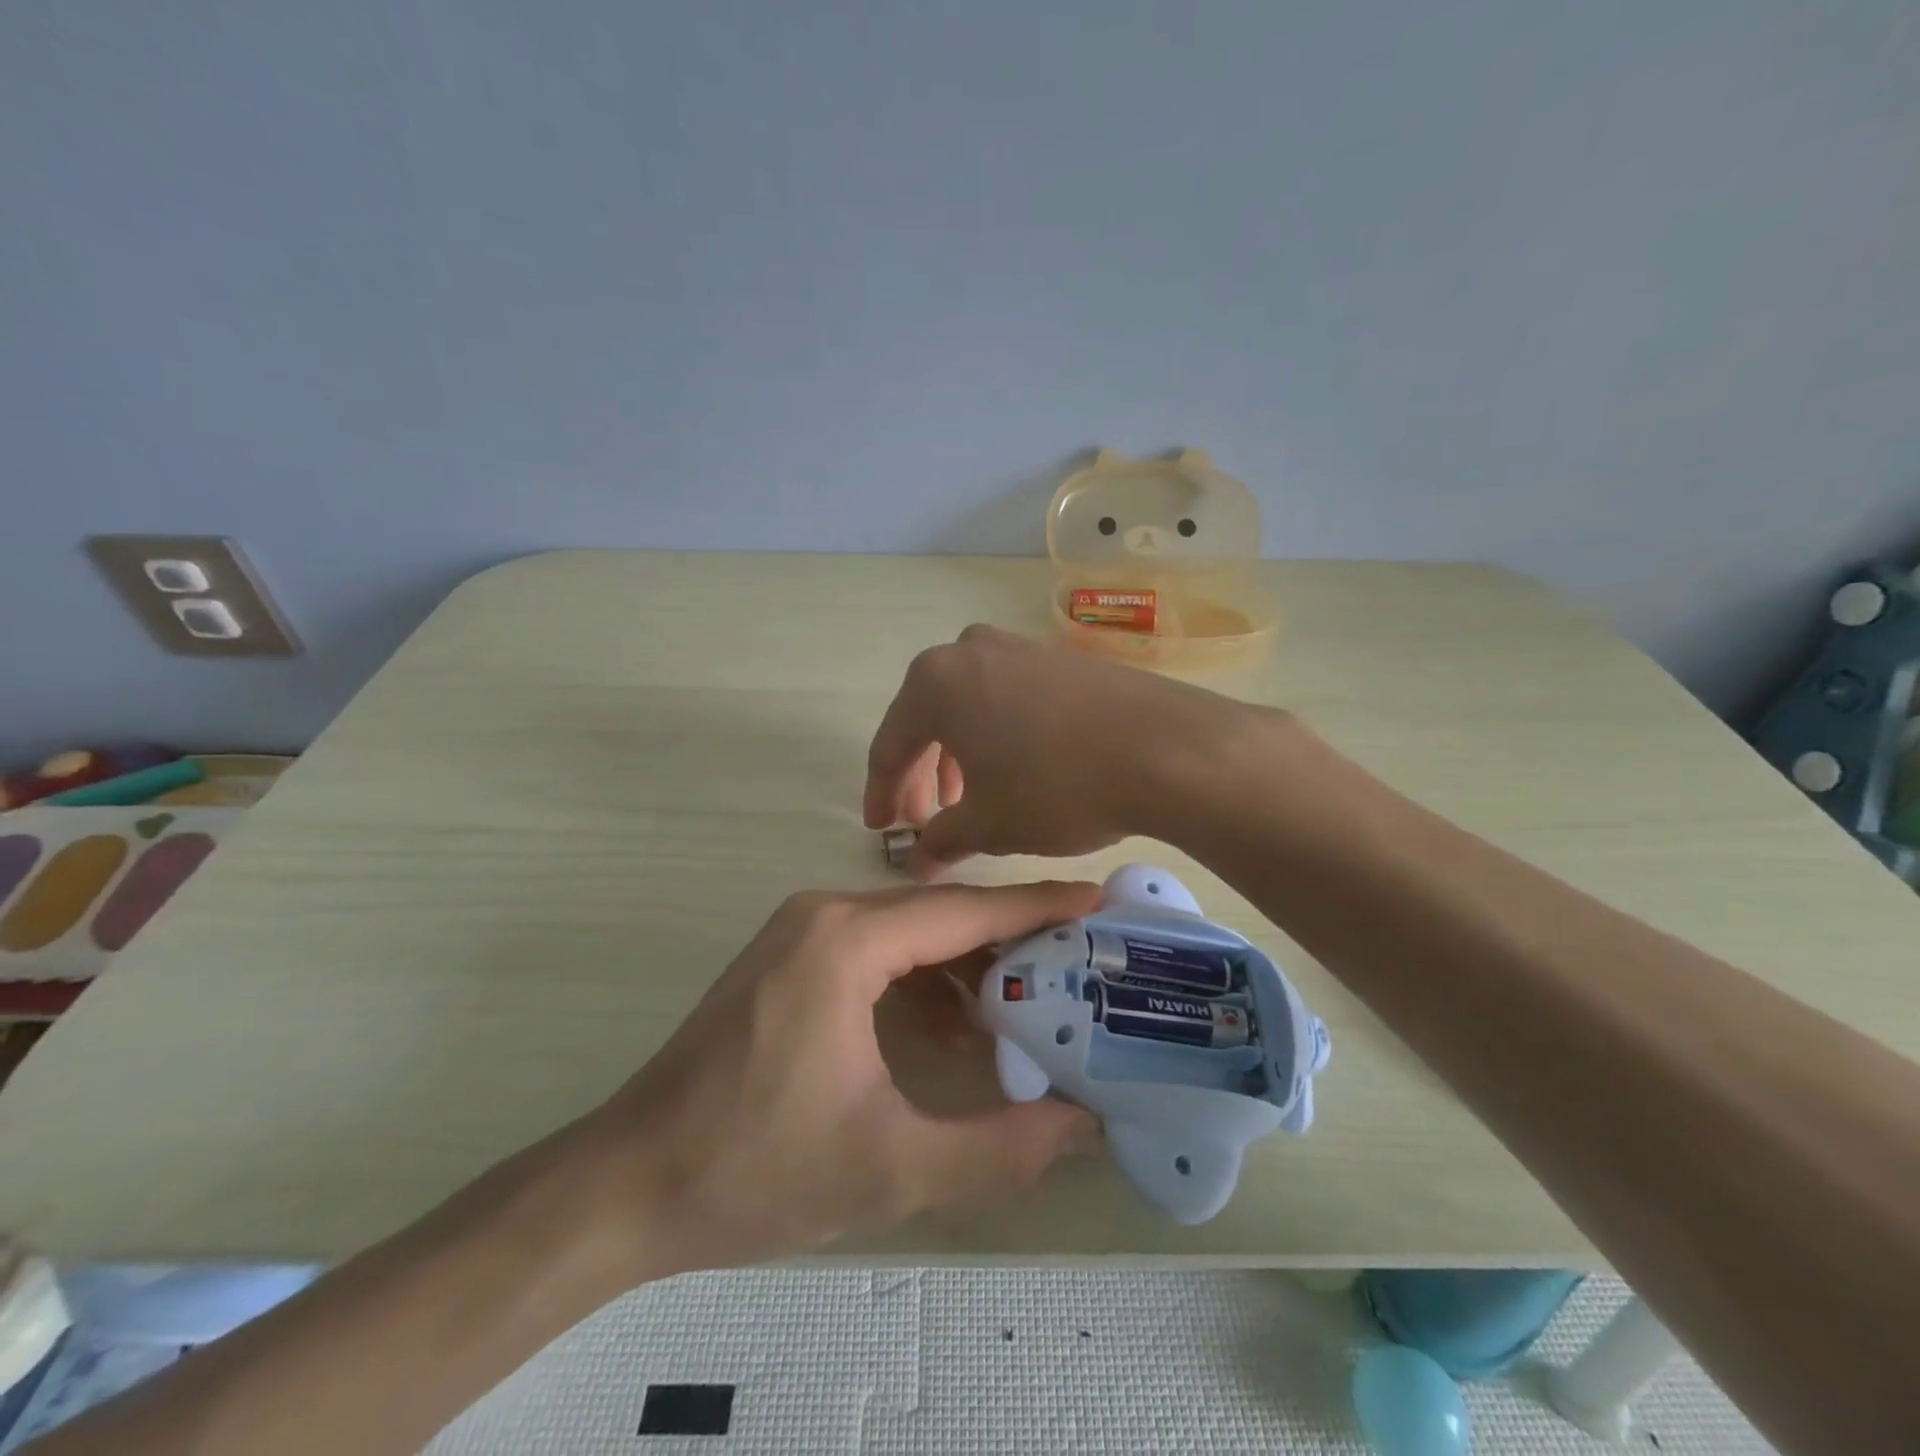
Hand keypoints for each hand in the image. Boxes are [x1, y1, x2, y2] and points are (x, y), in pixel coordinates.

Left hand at [576, 881, 1102, 1276]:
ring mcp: (800, 933)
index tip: (1096, 903)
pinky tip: (951, 1032)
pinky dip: (920, 982)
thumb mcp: (893, 1169)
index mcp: (846, 941)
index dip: (1036, 907)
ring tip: (1024, 1011)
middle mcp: (824, 915)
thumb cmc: (757, 1168)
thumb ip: (1000, 1148)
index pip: (963, 910)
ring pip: (908, 934)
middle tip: (1077, 966)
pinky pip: (875, 953)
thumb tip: (1084, 1127)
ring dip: (964, 967)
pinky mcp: (788, 960)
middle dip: (1009, 941)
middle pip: (939, 915)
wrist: (629, 1183)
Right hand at [863, 625, 1273, 876]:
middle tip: (923, 821)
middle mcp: (969, 650)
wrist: (1166, 748)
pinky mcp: (1060, 658)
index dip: (881, 793)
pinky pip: (1007, 698)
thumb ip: (941, 839)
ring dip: (959, 755)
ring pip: (969, 707)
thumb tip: (918, 859)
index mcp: (935, 683)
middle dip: (921, 775)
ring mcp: (1019, 647)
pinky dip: (997, 735)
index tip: (880, 829)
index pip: (890, 745)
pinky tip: (1014, 769)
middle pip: (927, 720)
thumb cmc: (1056, 786)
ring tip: (969, 800)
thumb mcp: (989, 824)